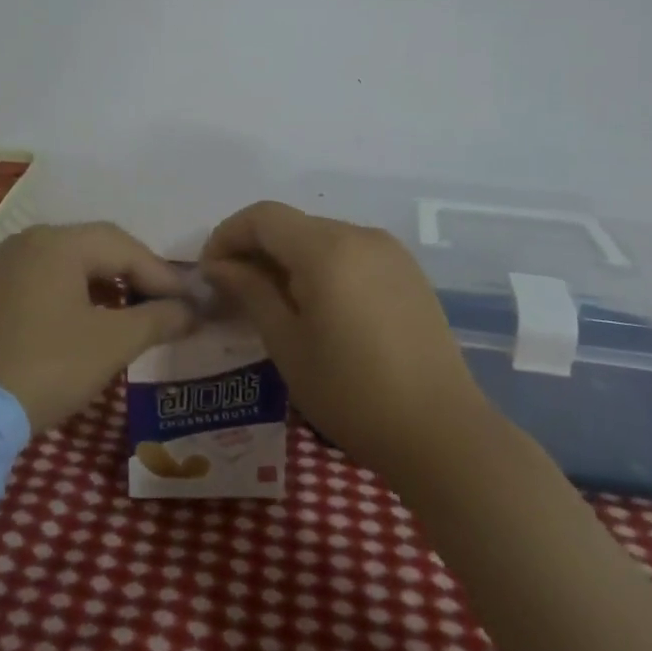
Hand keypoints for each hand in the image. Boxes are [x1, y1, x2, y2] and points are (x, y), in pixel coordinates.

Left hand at [0, 223, 195, 433]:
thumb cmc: (48, 366)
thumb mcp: (112, 343)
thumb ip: (158, 319)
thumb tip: (192, 310)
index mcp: (59, 242)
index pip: (125, 247)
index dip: (163, 275)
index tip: (191, 303)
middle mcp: (31, 241)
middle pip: (98, 247)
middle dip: (137, 275)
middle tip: (166, 305)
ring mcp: (8, 264)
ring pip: (73, 263)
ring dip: (109, 285)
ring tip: (136, 315)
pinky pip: (49, 279)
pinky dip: (79, 294)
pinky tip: (94, 321)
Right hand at [201, 201, 488, 485]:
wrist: (442, 433)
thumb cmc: (351, 392)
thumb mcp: (287, 343)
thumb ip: (250, 292)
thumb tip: (218, 266)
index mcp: (327, 248)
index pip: (263, 217)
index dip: (228, 235)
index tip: (210, 272)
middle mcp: (360, 235)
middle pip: (292, 224)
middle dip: (256, 248)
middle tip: (234, 291)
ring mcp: (390, 252)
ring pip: (321, 238)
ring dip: (288, 258)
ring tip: (273, 303)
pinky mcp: (408, 273)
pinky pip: (350, 254)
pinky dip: (322, 267)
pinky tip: (317, 307)